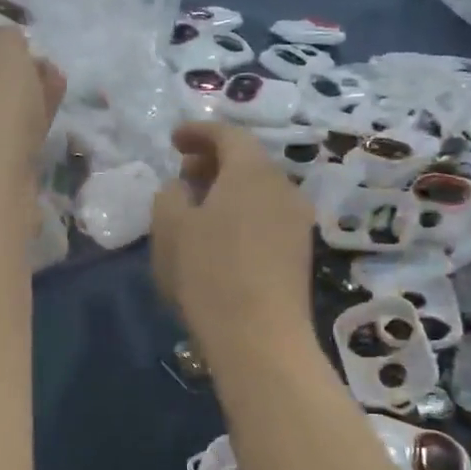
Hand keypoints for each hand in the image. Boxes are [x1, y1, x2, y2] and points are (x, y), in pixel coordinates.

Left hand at [0, 26, 65, 194]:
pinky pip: (3, 140)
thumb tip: (10, 46)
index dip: (2, 46)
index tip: (31, 53)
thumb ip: (10, 37)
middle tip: (50, 73)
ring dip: (27, 101)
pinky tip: (47, 123)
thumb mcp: (5, 50)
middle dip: (19, 75)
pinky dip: (25, 129)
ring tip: (58, 92)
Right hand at [151, 122, 314, 360]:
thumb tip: (183, 188)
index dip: (198, 132)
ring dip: (228, 190)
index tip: (173, 140)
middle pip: (248, 161)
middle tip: (184, 174)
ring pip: (259, 191)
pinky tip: (222, 238)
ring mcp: (297, 221)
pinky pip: (267, 216)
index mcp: (251, 171)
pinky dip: (243, 214)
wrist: (260, 337)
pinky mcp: (300, 253)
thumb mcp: (170, 228)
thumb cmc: (208, 273)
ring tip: (199, 209)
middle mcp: (283, 187)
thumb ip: (170, 194)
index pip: (227, 134)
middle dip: (213, 162)